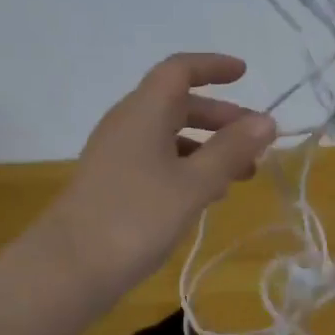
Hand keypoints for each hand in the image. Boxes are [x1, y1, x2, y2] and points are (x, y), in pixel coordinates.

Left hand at [42, 53, 276, 306]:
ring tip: (241, 174)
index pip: (179, 70)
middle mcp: (127, 124)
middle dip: (220, 117)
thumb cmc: (136, 218)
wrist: (68, 268)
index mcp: (144, 111)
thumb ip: (231, 151)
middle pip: (177, 104)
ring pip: (168, 136)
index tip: (245, 73)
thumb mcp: (193, 184)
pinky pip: (156, 160)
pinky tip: (206, 195)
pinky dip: (186, 167)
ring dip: (207, 147)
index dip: (213, 67)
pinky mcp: (111, 183)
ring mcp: (116, 155)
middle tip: (256, 140)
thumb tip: (266, 120)